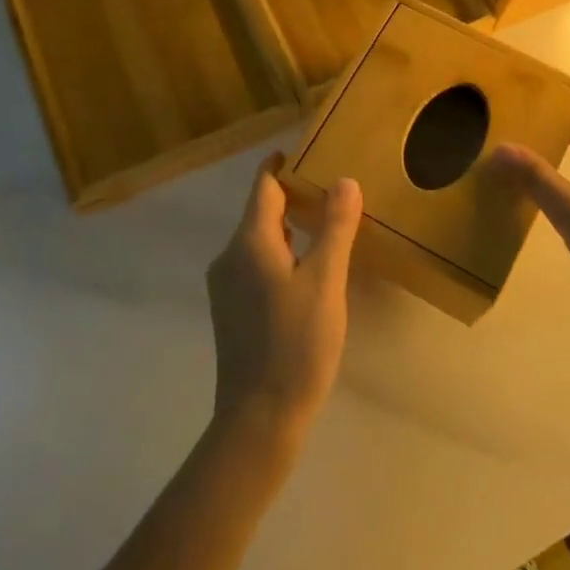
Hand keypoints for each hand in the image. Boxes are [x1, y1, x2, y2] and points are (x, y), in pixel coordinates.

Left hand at [207, 158, 362, 443]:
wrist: (259, 417)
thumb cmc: (296, 343)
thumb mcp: (325, 281)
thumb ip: (334, 228)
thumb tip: (344, 181)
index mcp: (249, 242)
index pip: (264, 187)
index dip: (283, 166)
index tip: (306, 152)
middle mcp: (229, 257)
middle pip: (261, 212)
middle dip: (293, 196)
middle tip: (332, 189)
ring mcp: (226, 286)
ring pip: (258, 240)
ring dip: (288, 227)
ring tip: (326, 225)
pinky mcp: (231, 310)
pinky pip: (256, 264)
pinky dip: (281, 253)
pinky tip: (308, 269)